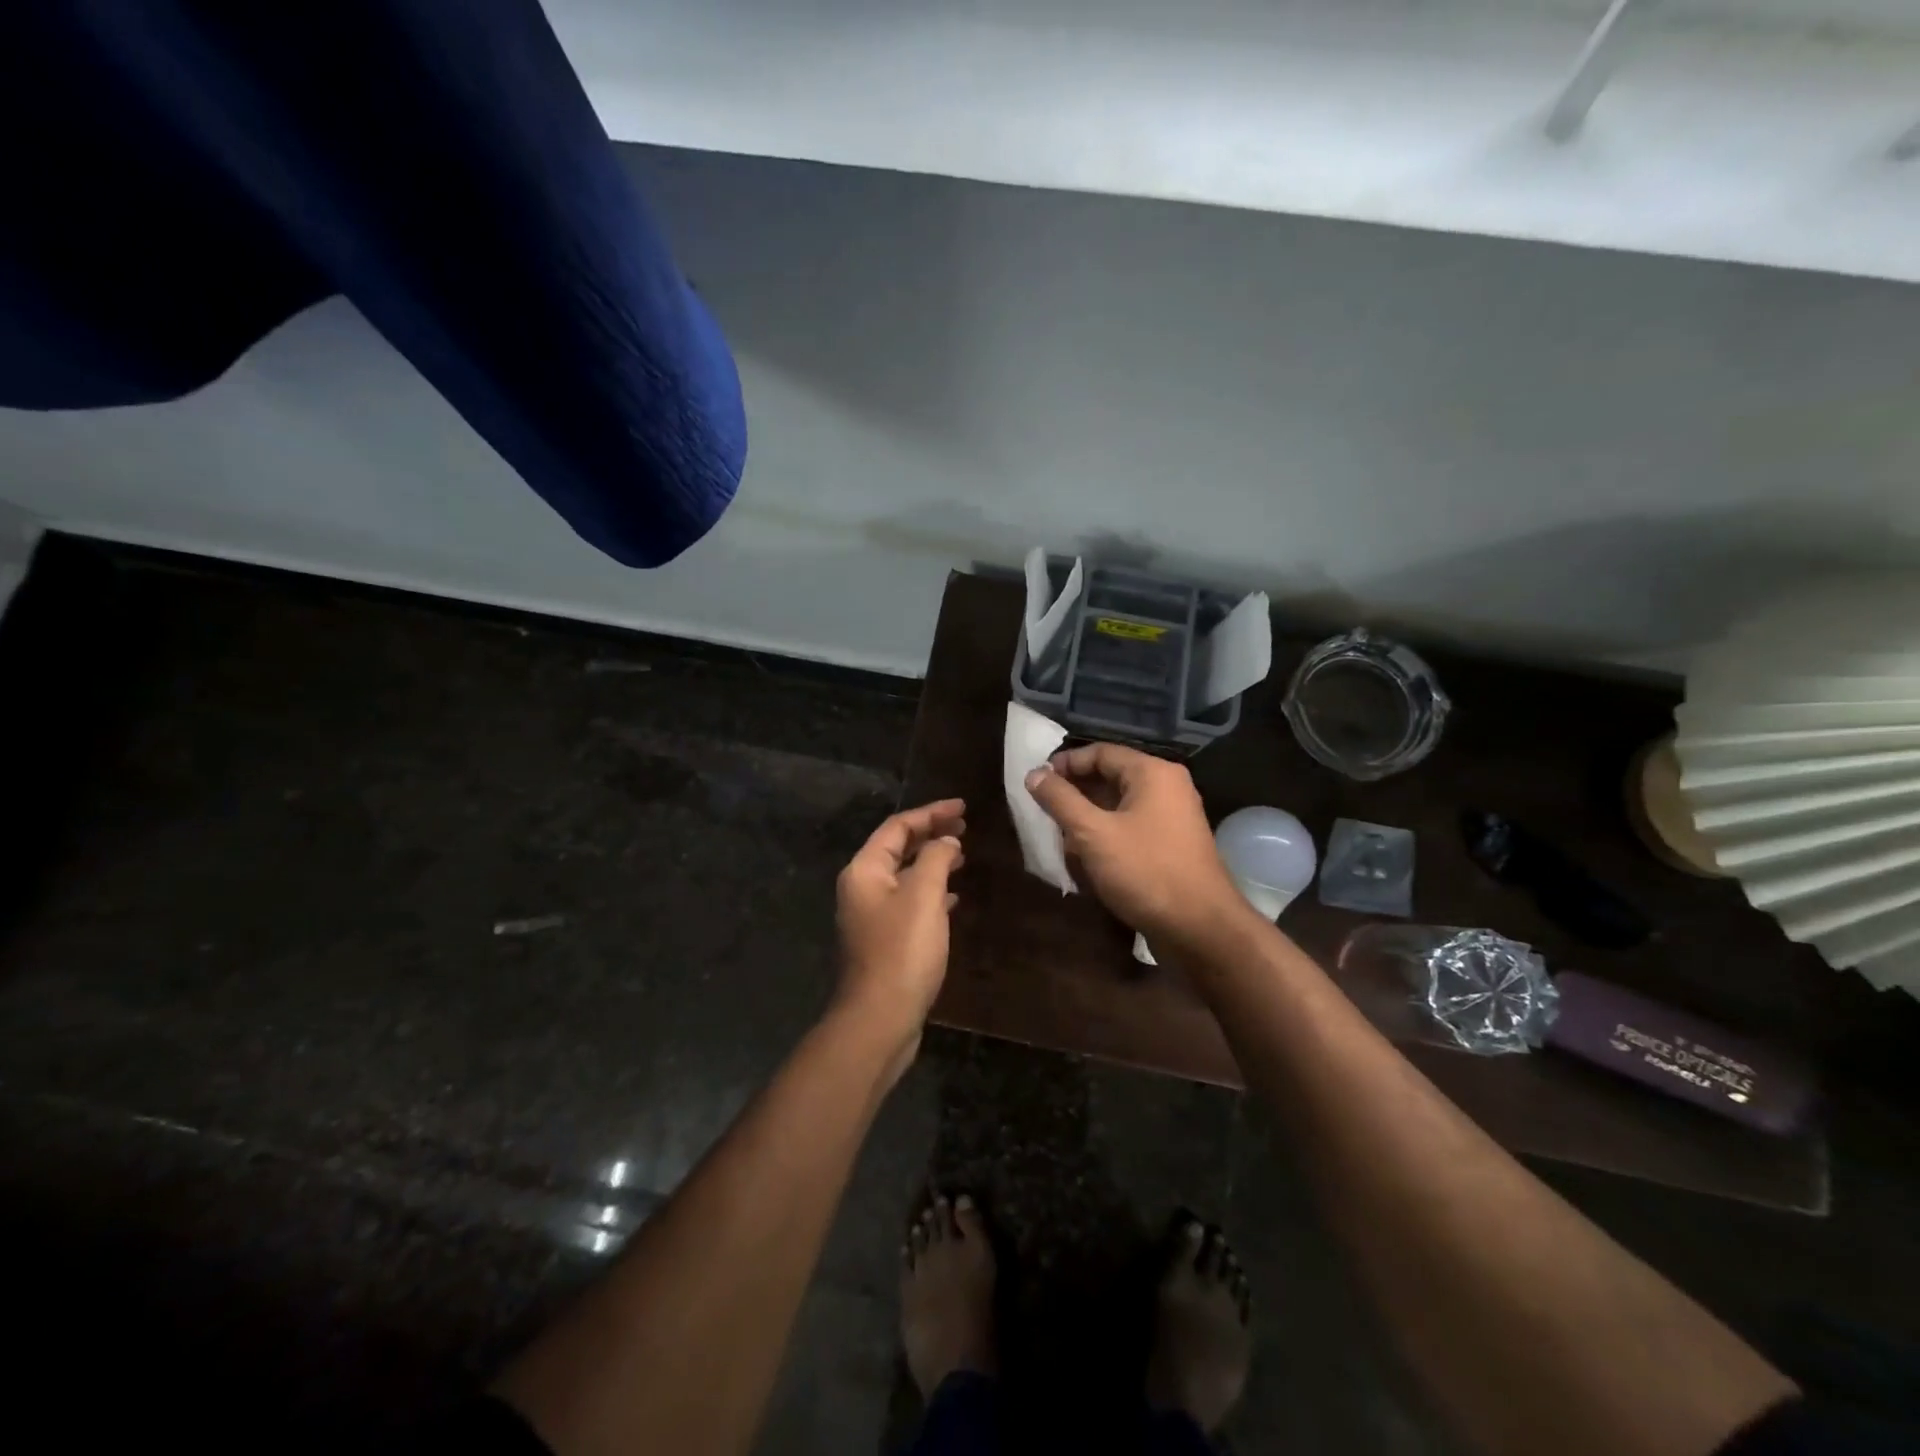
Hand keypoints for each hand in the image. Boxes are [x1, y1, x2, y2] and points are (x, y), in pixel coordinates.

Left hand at [832, 798, 965, 1069]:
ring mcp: (872, 916)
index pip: (898, 827)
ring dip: (932, 862)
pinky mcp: (884, 941)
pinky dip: (932, 893)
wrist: (880, 1018)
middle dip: (931, 835)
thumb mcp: (923, 895)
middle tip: (965, 828)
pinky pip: (910, 903)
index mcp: (865, 870)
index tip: (963, 808)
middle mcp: (862, 888)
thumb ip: (936, 859)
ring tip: (963, 856)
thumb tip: (946, 841)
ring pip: (905, 876)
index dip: (931, 813)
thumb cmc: (902, 950)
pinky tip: (954, 899)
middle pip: (898, 849)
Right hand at [1025, 745, 1241, 942]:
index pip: (1100, 752)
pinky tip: (1084, 857)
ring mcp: (1172, 817)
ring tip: (1058, 836)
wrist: (1200, 929)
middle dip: (1074, 793)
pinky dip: (1106, 835)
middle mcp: (1167, 787)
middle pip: (1110, 776)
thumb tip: (1034, 774)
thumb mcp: (1093, 834)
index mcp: (1152, 773)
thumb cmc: (1145, 871)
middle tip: (1043, 810)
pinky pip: (1131, 827)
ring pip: (1119, 805)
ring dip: (1087, 817)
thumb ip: (1060, 800)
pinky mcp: (1171, 845)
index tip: (1036, 781)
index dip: (1065, 763)